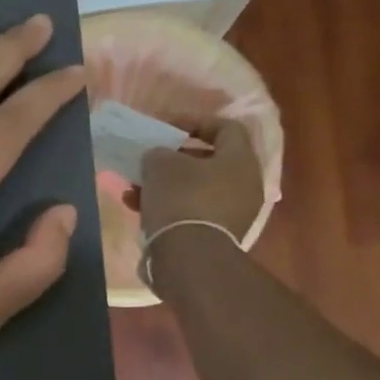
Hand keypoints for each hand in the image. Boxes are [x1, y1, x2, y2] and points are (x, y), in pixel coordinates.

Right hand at [136, 122, 264, 241]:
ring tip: (134, 188)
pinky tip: (137, 209)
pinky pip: (189, 211)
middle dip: (173, 159)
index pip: (225, 127)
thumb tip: (159, 157)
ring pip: (194, 188)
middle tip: (149, 159)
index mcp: (240, 160)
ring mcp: (231, 213)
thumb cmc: (181, 199)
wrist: (189, 258)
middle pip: (207, 161)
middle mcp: (244, 185)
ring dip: (164, 185)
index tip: (165, 127)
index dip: (194, 122)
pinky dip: (166, 206)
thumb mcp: (161, 165)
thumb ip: (159, 152)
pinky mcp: (215, 236)